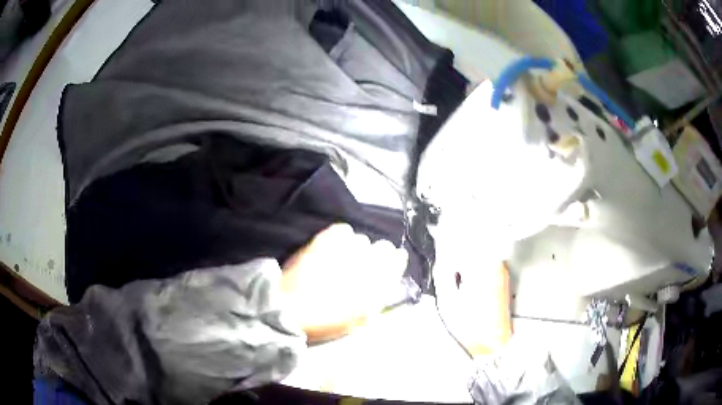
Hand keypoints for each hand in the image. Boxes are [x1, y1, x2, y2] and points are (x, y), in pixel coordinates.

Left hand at [281, 223, 407, 342]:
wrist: (289, 309)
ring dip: (357, 249)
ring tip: (344, 258)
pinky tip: (334, 247)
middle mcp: (367, 262)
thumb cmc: (327, 322)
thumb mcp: (361, 319)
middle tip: (363, 265)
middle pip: (383, 246)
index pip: (397, 260)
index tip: (390, 264)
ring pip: (362, 239)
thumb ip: (379, 299)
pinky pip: (343, 230)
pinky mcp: (325, 239)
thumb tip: (387, 282)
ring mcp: (345, 249)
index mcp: (377, 284)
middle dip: (378, 255)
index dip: (395, 262)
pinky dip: (341, 237)